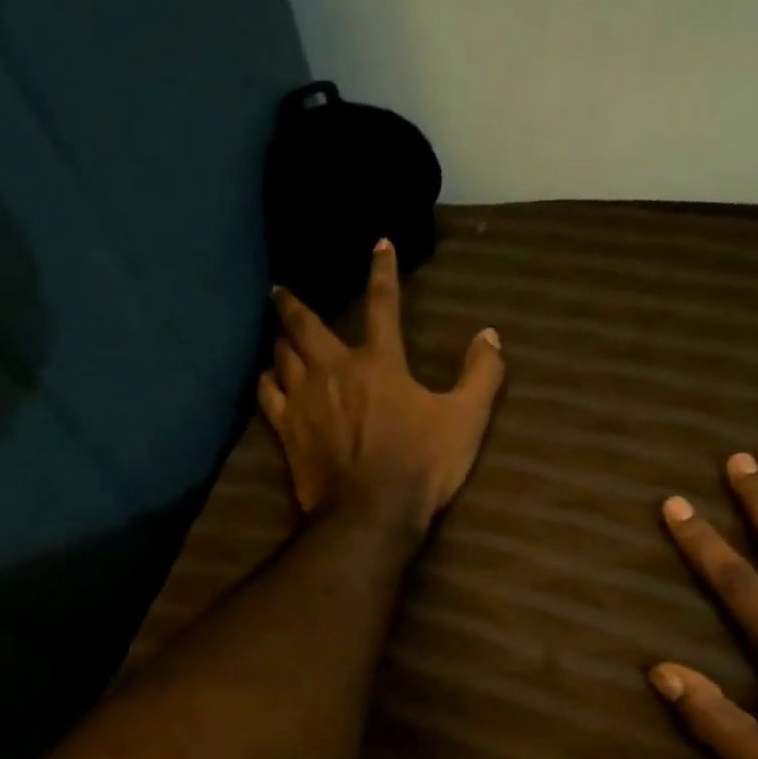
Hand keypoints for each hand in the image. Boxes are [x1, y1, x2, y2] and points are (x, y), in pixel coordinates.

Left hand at [260, 239, 504, 532]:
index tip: (378, 243)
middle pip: (305, 325)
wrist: (371, 514)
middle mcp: (334, 370)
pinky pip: (268, 396)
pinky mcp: (288, 431)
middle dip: (292, 304)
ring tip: (277, 336)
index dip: (383, 271)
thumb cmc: (421, 465)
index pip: (382, 304)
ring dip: (280, 342)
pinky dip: (267, 383)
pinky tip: (267, 381)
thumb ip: (481, 375)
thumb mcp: (466, 420)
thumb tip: (491, 336)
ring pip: (282, 357)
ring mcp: (305, 400)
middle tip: (279, 290)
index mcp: (379, 363)